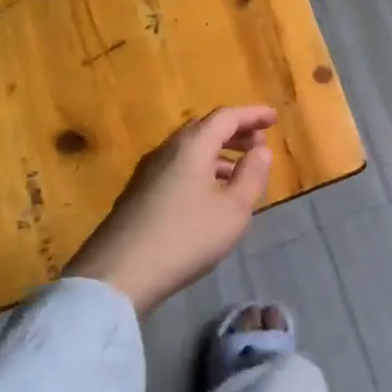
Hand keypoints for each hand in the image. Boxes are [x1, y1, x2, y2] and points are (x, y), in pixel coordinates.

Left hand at [63, 106, 276, 314]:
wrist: (117, 276)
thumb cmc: (186, 236)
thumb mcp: (233, 209)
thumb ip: (252, 176)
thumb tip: (261, 150)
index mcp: (192, 146)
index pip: (226, 117)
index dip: (252, 115)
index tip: (274, 118)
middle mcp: (167, 151)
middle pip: (204, 130)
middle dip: (235, 133)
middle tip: (259, 143)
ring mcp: (147, 173)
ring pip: (189, 151)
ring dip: (218, 154)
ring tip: (240, 172)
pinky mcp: (137, 196)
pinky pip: (177, 169)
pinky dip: (200, 170)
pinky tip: (209, 196)